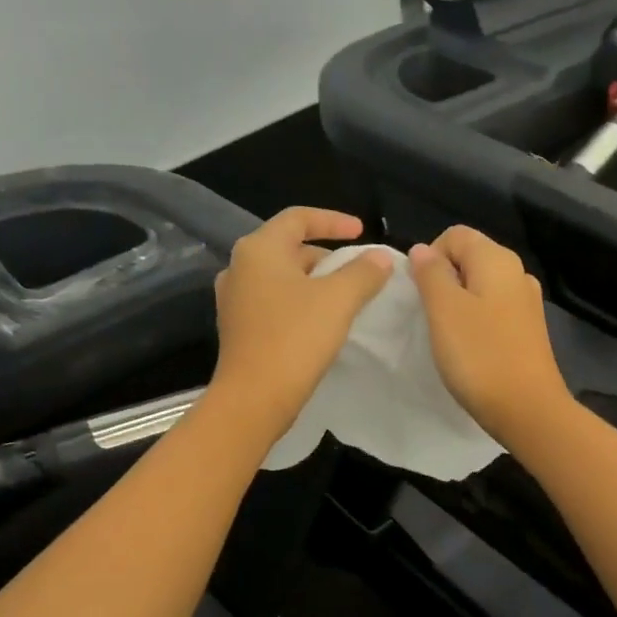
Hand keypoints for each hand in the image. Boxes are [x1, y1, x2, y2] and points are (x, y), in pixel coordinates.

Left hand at [209, 207, 394, 439]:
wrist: (254, 399)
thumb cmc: (295, 339)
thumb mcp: (338, 300)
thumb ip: (363, 272)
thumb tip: (381, 257)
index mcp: (258, 249)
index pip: (298, 218)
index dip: (333, 220)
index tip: (362, 232)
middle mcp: (239, 268)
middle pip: (289, 248)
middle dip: (327, 256)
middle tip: (358, 271)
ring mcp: (234, 300)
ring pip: (282, 278)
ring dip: (315, 282)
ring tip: (345, 297)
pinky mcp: (239, 328)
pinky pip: (274, 302)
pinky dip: (300, 303)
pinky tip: (321, 322)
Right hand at [407, 226, 574, 448]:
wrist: (527, 409)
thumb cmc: (480, 356)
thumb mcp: (444, 310)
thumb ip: (430, 274)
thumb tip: (422, 250)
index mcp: (497, 259)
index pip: (455, 235)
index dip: (429, 256)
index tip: (420, 293)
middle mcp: (517, 273)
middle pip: (469, 258)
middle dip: (443, 280)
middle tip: (429, 316)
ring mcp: (526, 303)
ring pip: (480, 286)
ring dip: (457, 303)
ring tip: (446, 334)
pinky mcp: (528, 330)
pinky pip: (493, 310)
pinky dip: (476, 321)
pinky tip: (469, 348)